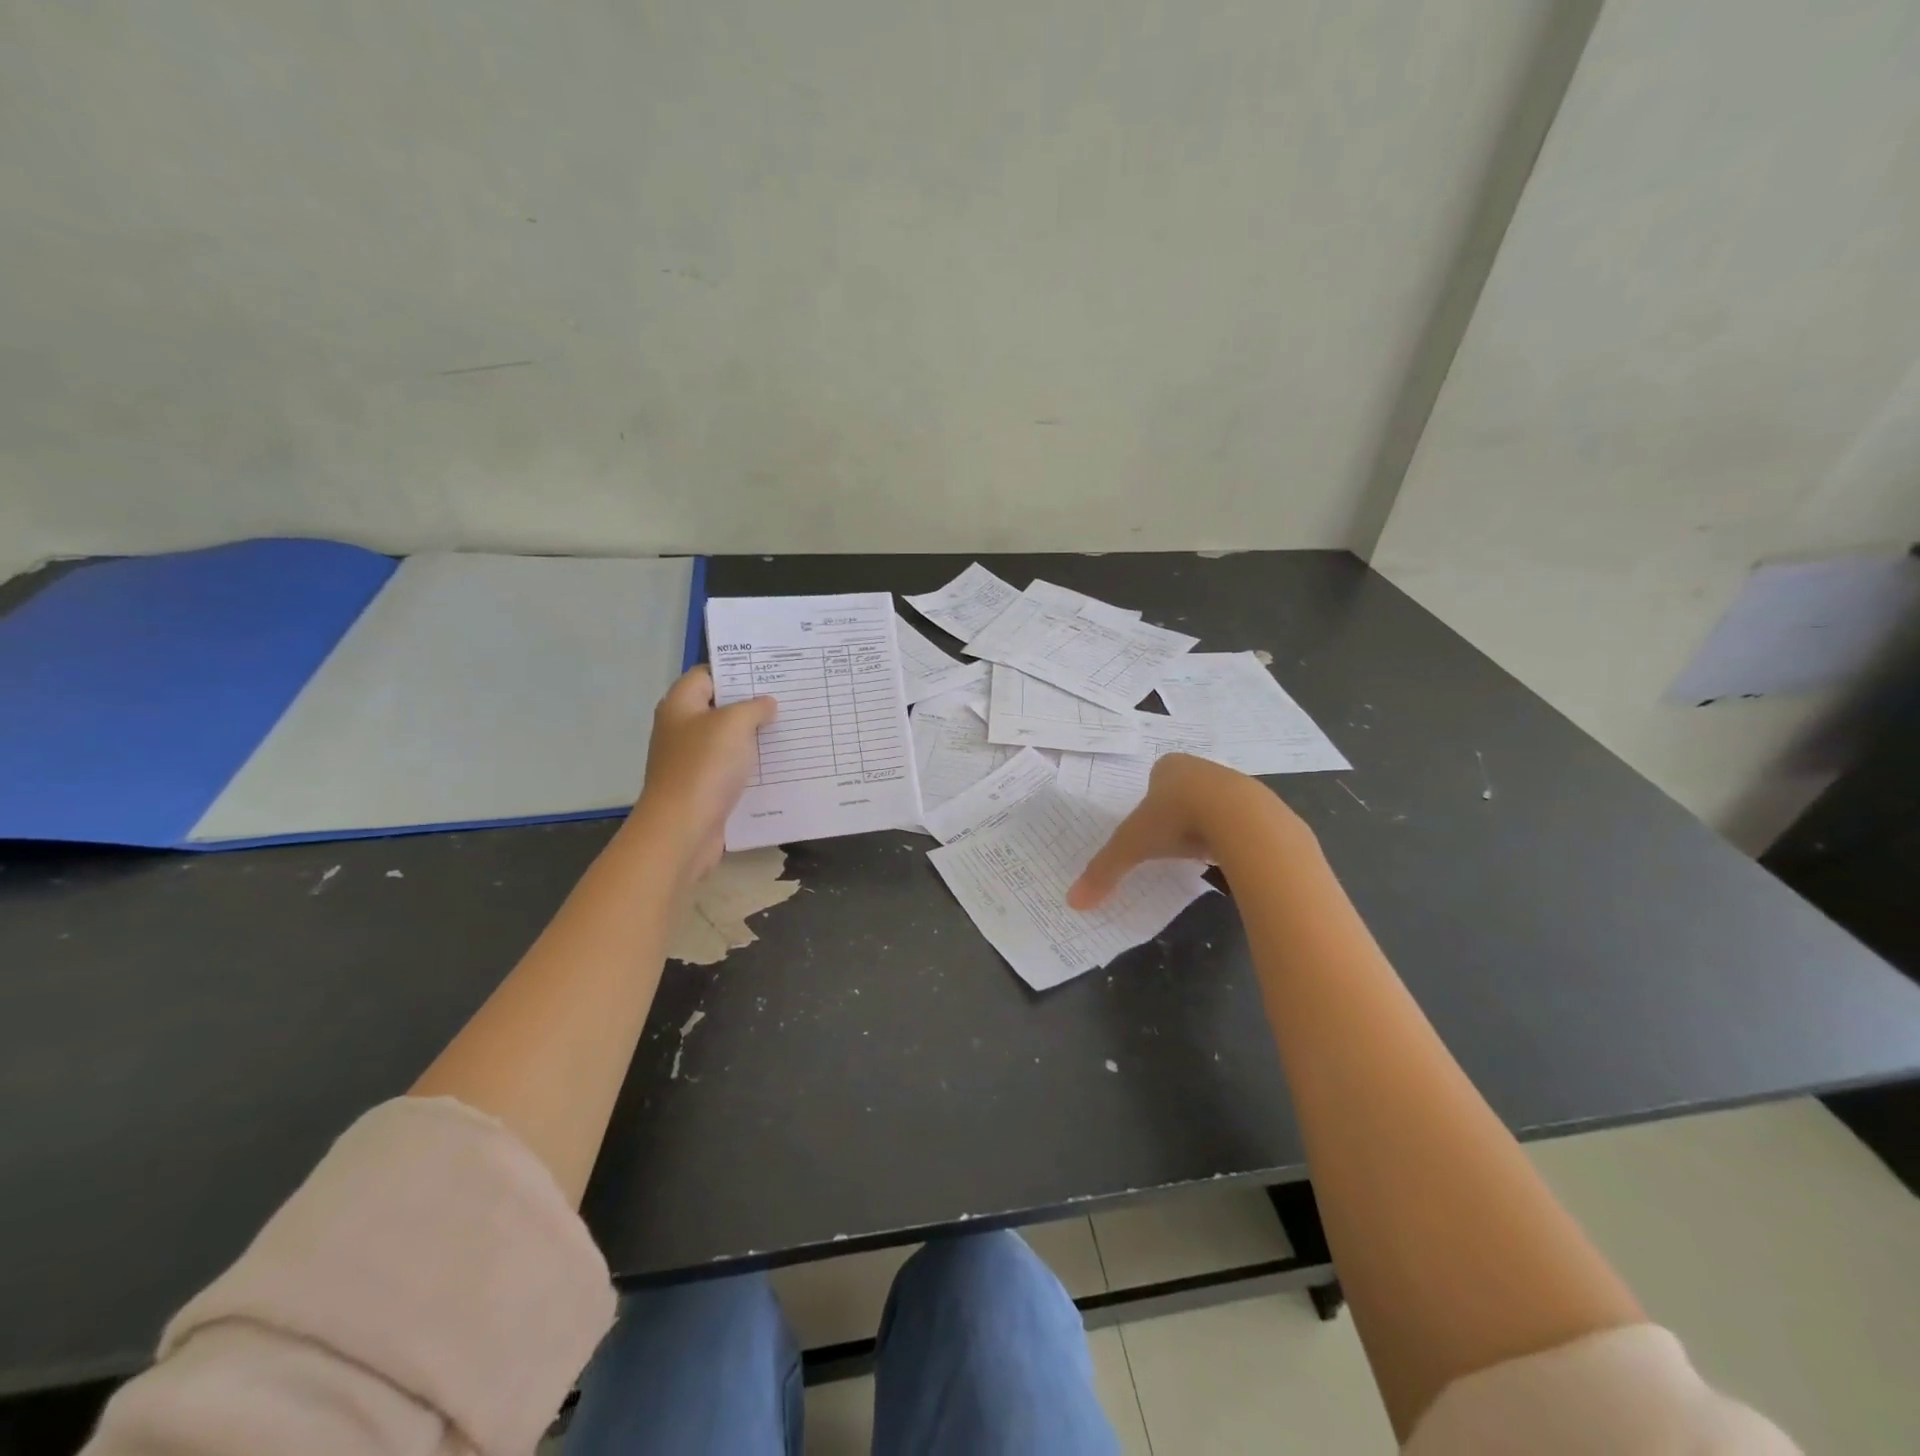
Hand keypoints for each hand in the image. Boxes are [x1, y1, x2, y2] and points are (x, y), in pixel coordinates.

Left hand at [630, 665, 776, 880]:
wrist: (683, 829)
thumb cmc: (705, 767)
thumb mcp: (734, 724)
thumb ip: (754, 707)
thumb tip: (766, 704)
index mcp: (681, 705)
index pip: (707, 674)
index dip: (737, 671)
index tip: (770, 673)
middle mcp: (682, 729)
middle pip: (720, 708)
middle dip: (752, 705)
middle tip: (789, 700)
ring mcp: (692, 761)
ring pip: (729, 741)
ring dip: (756, 738)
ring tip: (792, 730)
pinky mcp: (704, 788)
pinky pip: (732, 770)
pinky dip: (752, 767)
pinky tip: (780, 766)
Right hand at [1068, 754, 1301, 908]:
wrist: (1238, 816)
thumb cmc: (1175, 818)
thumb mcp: (1131, 846)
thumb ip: (1104, 871)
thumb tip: (1073, 902)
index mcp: (1168, 768)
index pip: (1155, 778)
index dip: (1150, 802)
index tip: (1148, 828)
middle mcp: (1201, 769)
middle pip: (1185, 791)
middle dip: (1178, 813)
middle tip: (1170, 842)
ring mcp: (1233, 784)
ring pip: (1214, 804)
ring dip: (1206, 825)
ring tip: (1199, 851)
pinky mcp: (1260, 805)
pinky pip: (1240, 821)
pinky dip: (1231, 837)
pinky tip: (1226, 856)